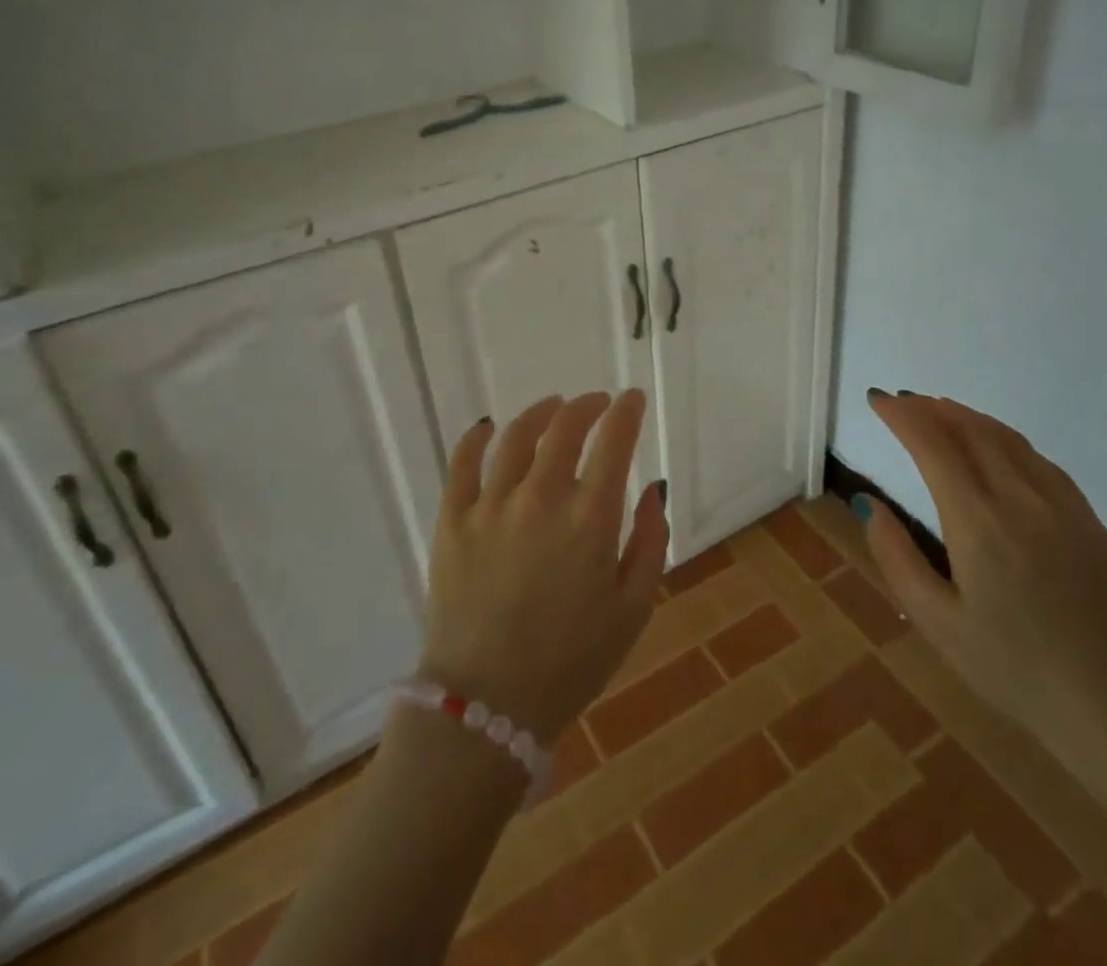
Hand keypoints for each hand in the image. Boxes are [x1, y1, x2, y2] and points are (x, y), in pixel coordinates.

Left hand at [418, 392, 668, 744]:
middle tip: (597, 403)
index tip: (633, 398)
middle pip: (565, 427)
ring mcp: (491, 506)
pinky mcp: (452, 521)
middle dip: (588, 405)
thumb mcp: (634, 608)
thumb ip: (651, 540)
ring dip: (541, 413)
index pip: (613, 441)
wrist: (488, 707)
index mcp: (590, 519)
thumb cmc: (572, 662)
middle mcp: (540, 498)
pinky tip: (488, 427)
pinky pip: (462, 463)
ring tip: (553, 407)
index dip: (626, 411)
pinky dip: (477, 437)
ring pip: (517, 436)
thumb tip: (654, 487)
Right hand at [858, 390, 1106, 752]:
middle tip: (902, 403)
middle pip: (971, 430)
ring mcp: (1062, 507)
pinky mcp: (1088, 521)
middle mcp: (1021, 501)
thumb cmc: (1012, 669)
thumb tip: (870, 503)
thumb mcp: (936, 622)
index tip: (877, 400)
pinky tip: (994, 448)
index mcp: (979, 523)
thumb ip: (896, 557)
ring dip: (967, 417)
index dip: (902, 416)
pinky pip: (1039, 461)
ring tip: (939, 411)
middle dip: (931, 408)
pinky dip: (1005, 440)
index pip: (933, 445)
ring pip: (1007, 439)